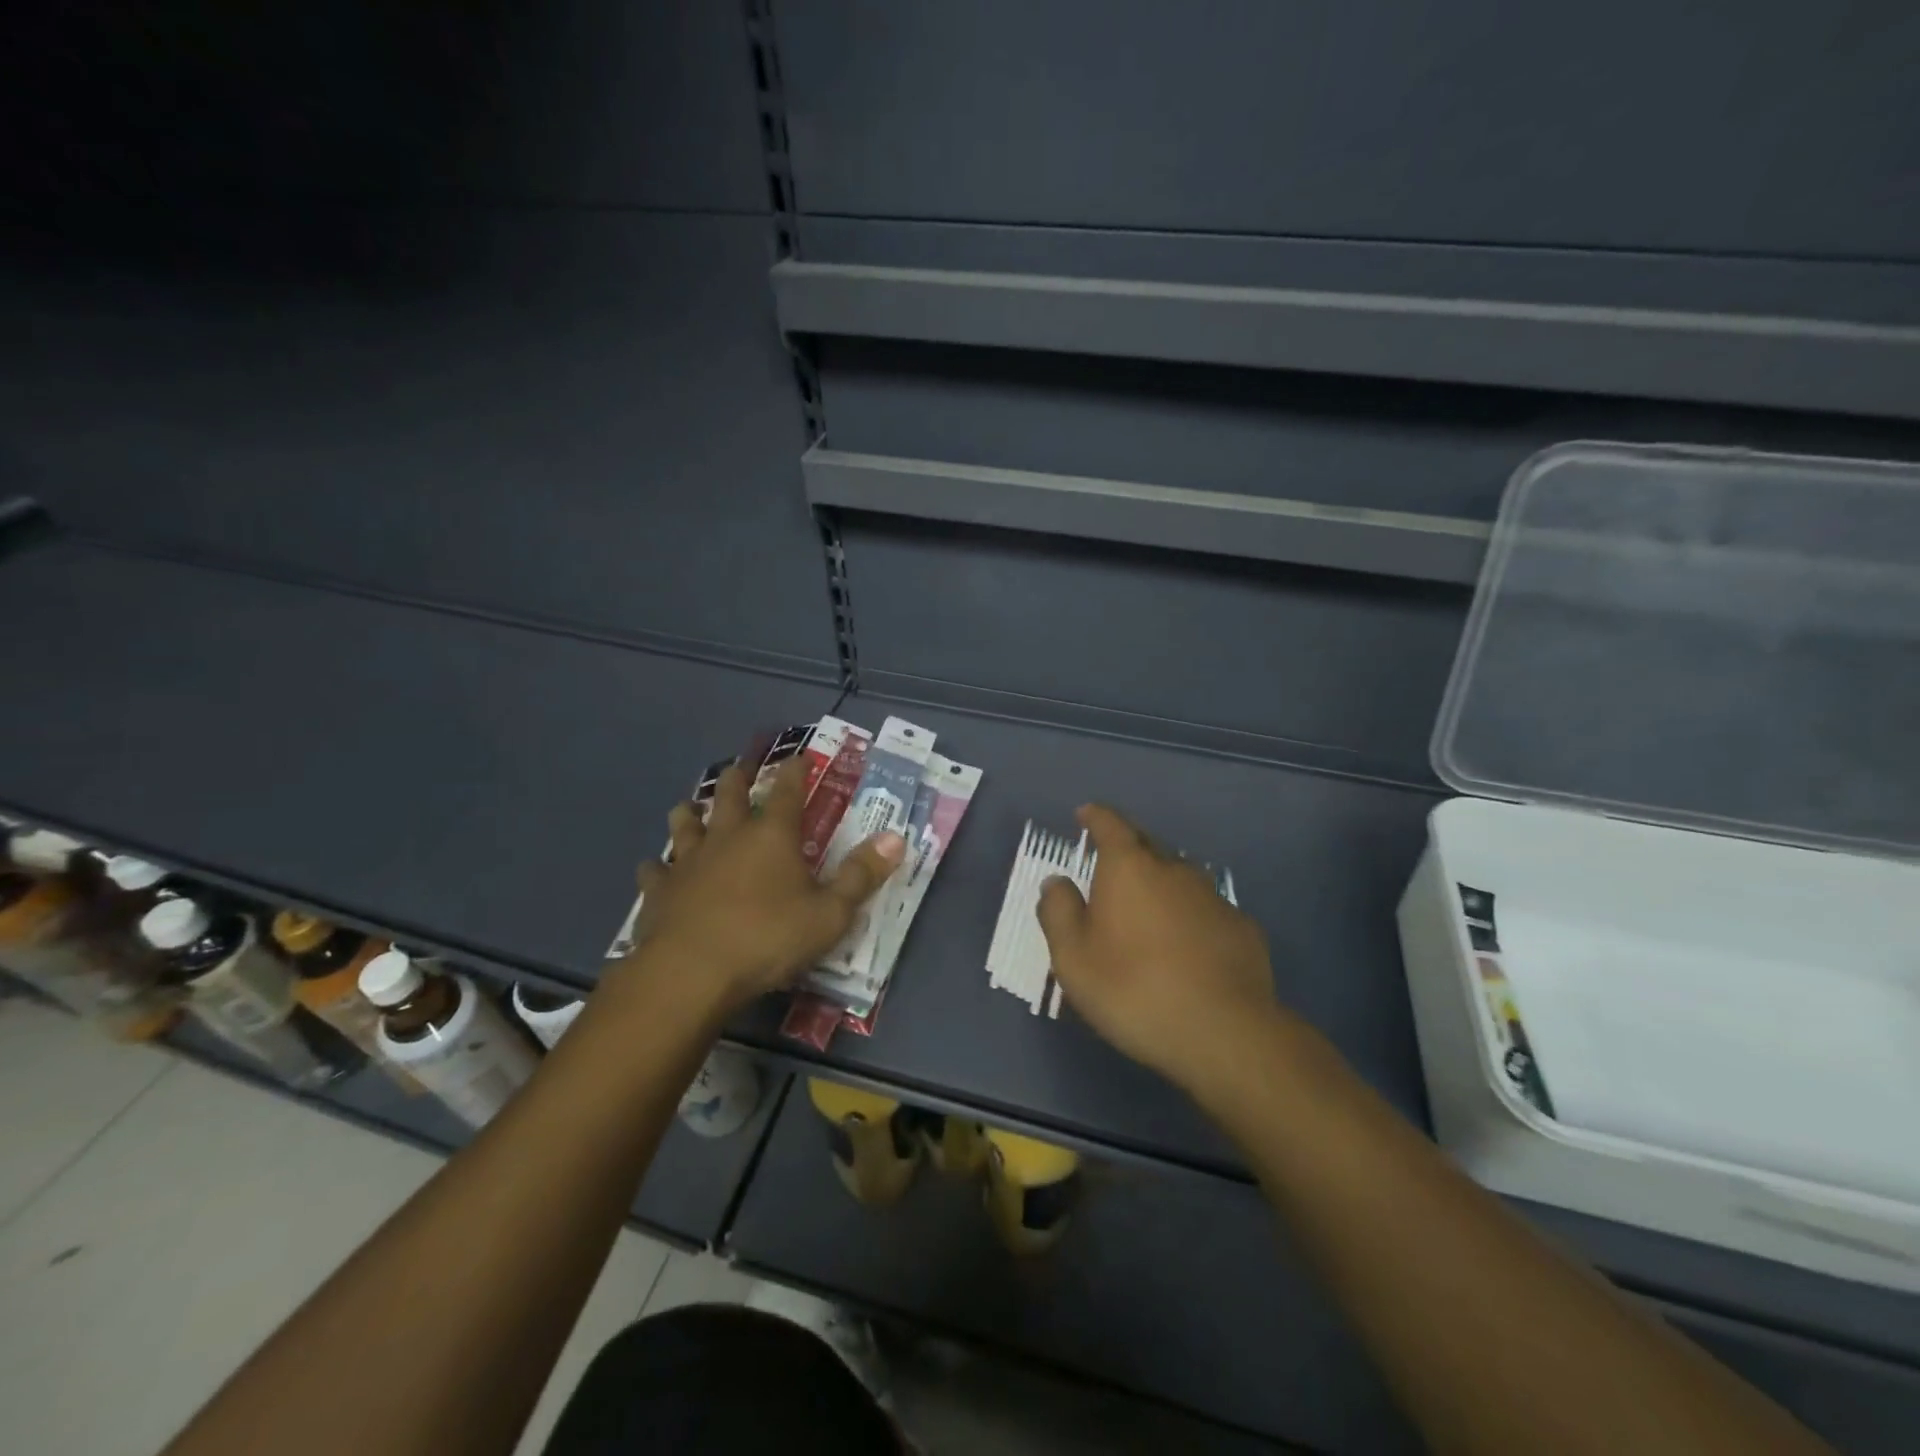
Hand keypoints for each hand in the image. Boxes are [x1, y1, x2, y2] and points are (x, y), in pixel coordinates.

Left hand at [625, 755, 904, 1014]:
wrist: (691, 973)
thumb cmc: (768, 938)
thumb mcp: (830, 914)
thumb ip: (861, 875)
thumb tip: (896, 839)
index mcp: (772, 835)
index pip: (788, 790)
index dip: (795, 770)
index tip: (799, 757)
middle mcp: (728, 836)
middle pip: (731, 794)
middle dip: (739, 777)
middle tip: (741, 768)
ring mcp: (688, 860)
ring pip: (685, 822)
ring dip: (691, 812)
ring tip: (692, 808)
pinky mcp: (659, 890)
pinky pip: (655, 869)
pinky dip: (659, 866)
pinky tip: (657, 869)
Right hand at [1038, 804, 1280, 1092]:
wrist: (1223, 1033)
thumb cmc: (1132, 990)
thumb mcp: (1073, 958)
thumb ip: (1058, 912)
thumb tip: (1056, 881)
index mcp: (1128, 868)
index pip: (1110, 824)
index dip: (1095, 816)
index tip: (1085, 813)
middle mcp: (1173, 869)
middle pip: (1147, 844)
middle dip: (1127, 846)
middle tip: (1110, 865)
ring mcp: (1213, 897)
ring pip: (1180, 876)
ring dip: (1161, 882)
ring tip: (1148, 908)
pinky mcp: (1242, 927)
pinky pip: (1206, 909)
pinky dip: (1190, 915)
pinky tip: (1187, 945)